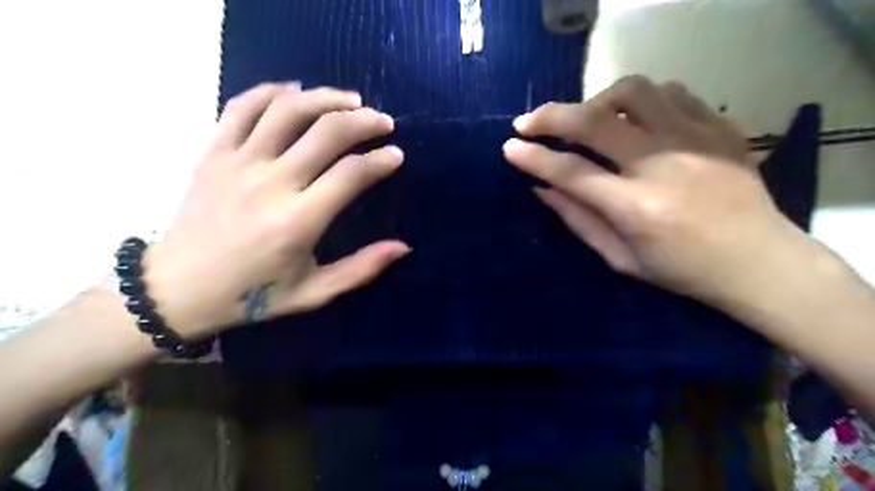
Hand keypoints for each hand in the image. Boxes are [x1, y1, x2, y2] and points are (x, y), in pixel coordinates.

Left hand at [141, 82, 405, 337]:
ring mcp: (238, 163)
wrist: (178, 289)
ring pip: (288, 110)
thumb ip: (361, 269)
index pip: (351, 174)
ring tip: (351, 100)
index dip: (380, 160)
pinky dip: (271, 91)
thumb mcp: (314, 292)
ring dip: (326, 98)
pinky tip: (295, 91)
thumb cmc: (252, 295)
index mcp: (298, 221)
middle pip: (326, 133)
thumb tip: (404, 246)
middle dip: (364, 121)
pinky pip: (242, 107)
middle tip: (384, 122)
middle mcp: (271, 183)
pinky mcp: (213, 153)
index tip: (396, 155)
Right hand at [503, 76, 809, 306]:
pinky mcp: (719, 128)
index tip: (510, 147)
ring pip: (634, 91)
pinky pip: (672, 93)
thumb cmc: (681, 271)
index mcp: (636, 208)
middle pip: (594, 122)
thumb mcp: (620, 258)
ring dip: (596, 99)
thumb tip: (541, 188)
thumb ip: (578, 219)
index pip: (571, 173)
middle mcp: (663, 166)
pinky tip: (631, 118)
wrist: (758, 262)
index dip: (534, 158)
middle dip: (551, 116)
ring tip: (585, 118)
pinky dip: (640, 100)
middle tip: (528, 121)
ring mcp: (696, 141)